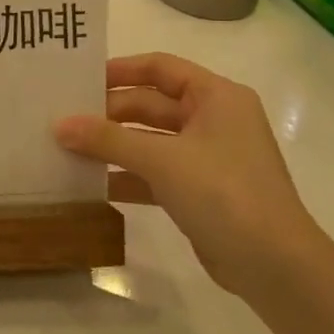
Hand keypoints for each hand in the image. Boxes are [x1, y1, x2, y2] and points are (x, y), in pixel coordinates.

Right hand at [55, 53, 324, 293]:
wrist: (274, 265)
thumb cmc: (223, 192)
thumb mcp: (161, 159)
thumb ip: (108, 139)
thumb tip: (59, 125)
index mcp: (216, 97)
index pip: (160, 68)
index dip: (120, 70)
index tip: (80, 80)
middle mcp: (213, 120)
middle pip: (151, 105)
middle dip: (109, 114)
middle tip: (64, 121)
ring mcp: (207, 157)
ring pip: (150, 141)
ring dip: (113, 146)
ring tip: (68, 150)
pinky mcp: (200, 191)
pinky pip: (155, 173)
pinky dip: (127, 176)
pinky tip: (92, 185)